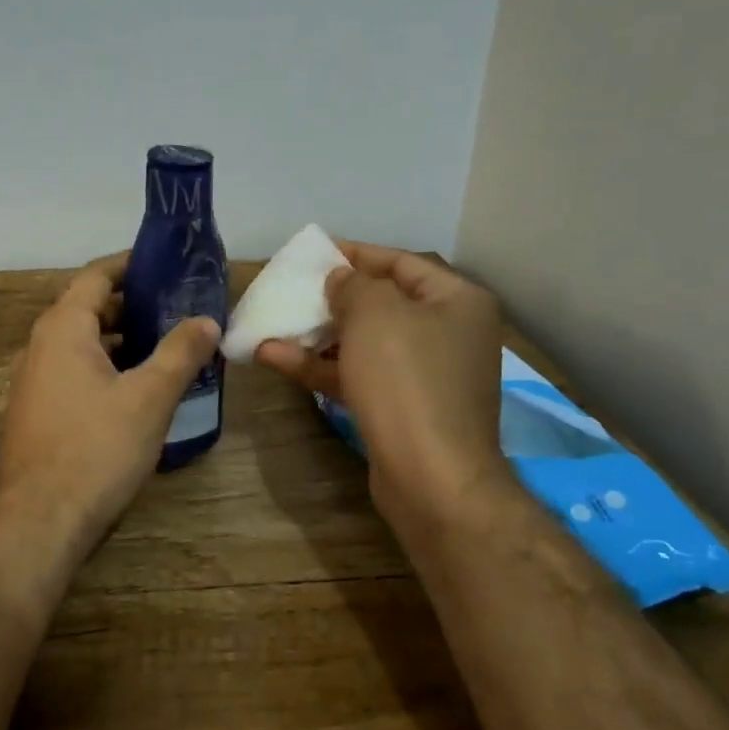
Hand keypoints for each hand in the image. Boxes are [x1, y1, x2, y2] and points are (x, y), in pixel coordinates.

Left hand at [0, 252, 221, 561]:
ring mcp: (35, 381)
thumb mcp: (149, 398)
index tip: (165, 264)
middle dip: (133, 305)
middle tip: (178, 307)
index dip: (130, 265)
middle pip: (89, 308)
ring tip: (167, 344)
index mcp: (63, 328)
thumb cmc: (95, 449)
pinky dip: (107, 368)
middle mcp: (41, 346)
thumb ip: (180, 353)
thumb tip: (207, 320)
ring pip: (83, 344)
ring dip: (122, 339)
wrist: (39, 522)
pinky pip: (76, 373)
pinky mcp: (39, 412)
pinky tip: (139, 388)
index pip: (96, 275)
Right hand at [255, 243, 509, 535]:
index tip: (313, 252)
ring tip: (272, 323)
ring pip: (363, 343)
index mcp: (457, 302)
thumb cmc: (407, 379)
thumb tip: (341, 282)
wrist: (431, 477)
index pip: (400, 263)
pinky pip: (357, 376)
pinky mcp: (401, 409)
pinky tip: (273, 357)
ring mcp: (424, 376)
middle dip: (332, 297)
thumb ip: (352, 285)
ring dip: (317, 335)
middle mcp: (447, 334)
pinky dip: (319, 367)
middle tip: (291, 289)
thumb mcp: (375, 314)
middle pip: (381, 304)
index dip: (355, 254)